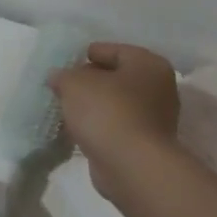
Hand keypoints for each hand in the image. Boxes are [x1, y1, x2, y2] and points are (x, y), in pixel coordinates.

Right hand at [48, 42, 181, 200]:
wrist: (131, 166)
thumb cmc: (107, 111)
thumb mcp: (74, 83)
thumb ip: (63, 75)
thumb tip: (58, 77)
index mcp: (147, 63)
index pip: (111, 50)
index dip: (84, 55)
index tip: (63, 66)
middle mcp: (158, 87)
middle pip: (115, 77)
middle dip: (89, 82)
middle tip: (62, 88)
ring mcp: (155, 118)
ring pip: (116, 104)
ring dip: (93, 107)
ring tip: (66, 110)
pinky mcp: (146, 144)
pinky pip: (116, 126)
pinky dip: (99, 127)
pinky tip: (78, 131)